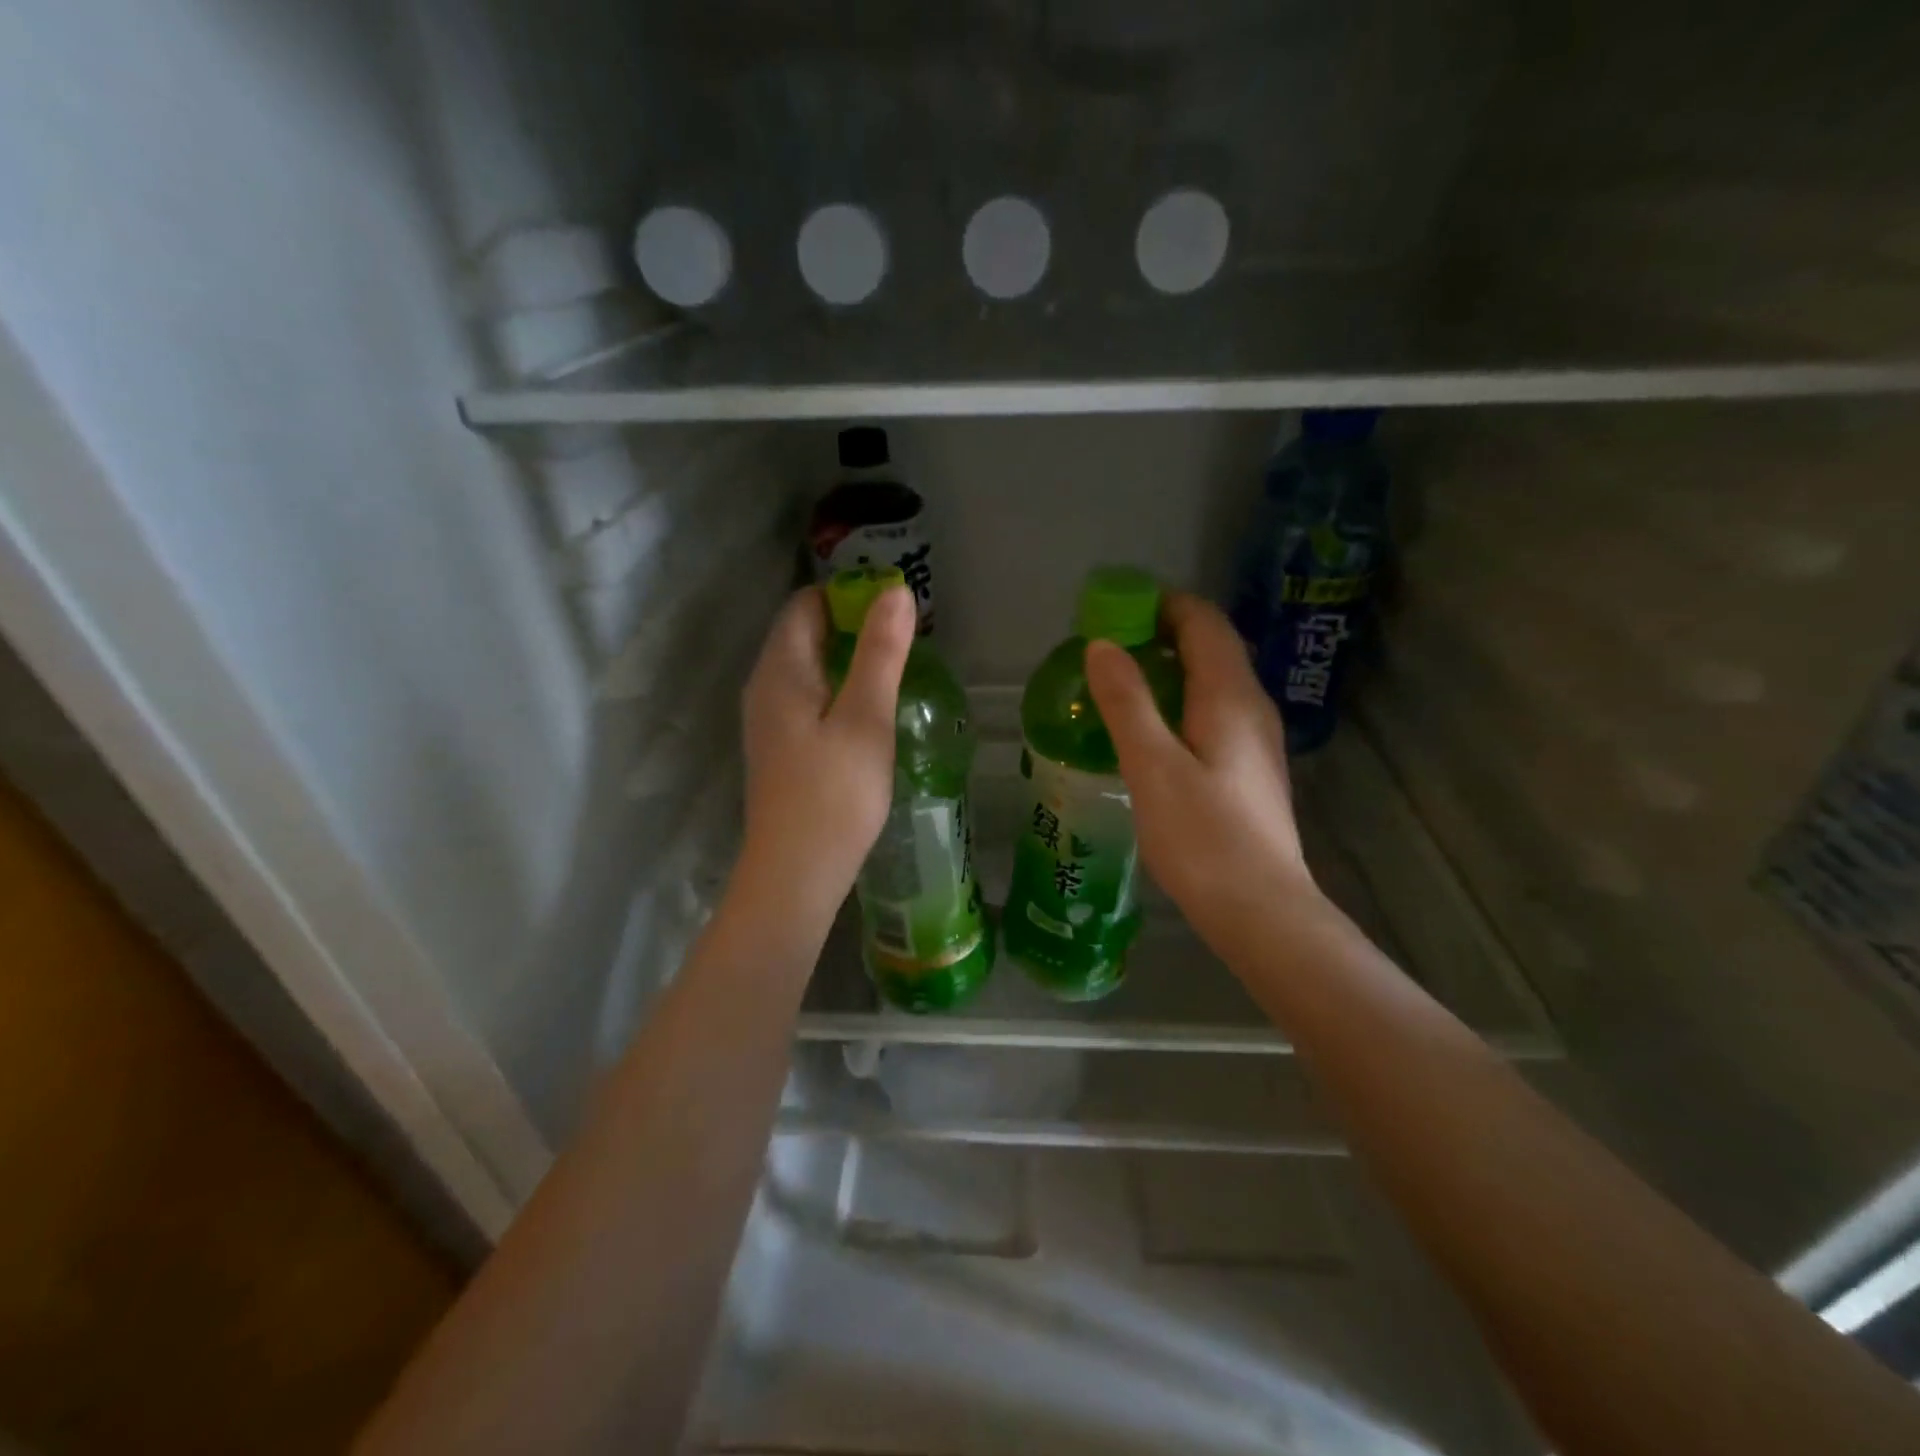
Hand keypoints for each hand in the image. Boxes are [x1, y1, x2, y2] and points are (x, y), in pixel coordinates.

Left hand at [734, 584, 915, 926]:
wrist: (796, 872)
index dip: (849, 595)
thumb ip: (881, 653)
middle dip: (852, 625)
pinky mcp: (780, 748)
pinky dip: (838, 688)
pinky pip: (807, 698)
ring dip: (848, 658)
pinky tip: (868, 709)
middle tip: (904, 636)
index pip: (806, 604)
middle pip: (804, 633)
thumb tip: (896, 591)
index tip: (894, 604)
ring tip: (894, 667)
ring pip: (807, 668)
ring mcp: (768, 720)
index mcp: (780, 670)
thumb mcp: (865, 717)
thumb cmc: (834, 793)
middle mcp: (764, 687)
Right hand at [1084, 592, 1322, 963]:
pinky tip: (1150, 732)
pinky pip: (1214, 712)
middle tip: (1107, 648)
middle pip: (1211, 647)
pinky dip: (1180, 702)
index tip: (1114, 610)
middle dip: (1161, 635)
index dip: (1161, 605)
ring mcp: (1256, 740)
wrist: (1261, 910)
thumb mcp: (1152, 766)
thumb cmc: (1203, 837)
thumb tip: (1103, 645)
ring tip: (1120, 685)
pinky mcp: (1249, 770)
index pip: (1203, 622)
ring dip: (1170, 670)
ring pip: (1214, 681)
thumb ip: (1127, 702)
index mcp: (1230, 696)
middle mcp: (1251, 707)